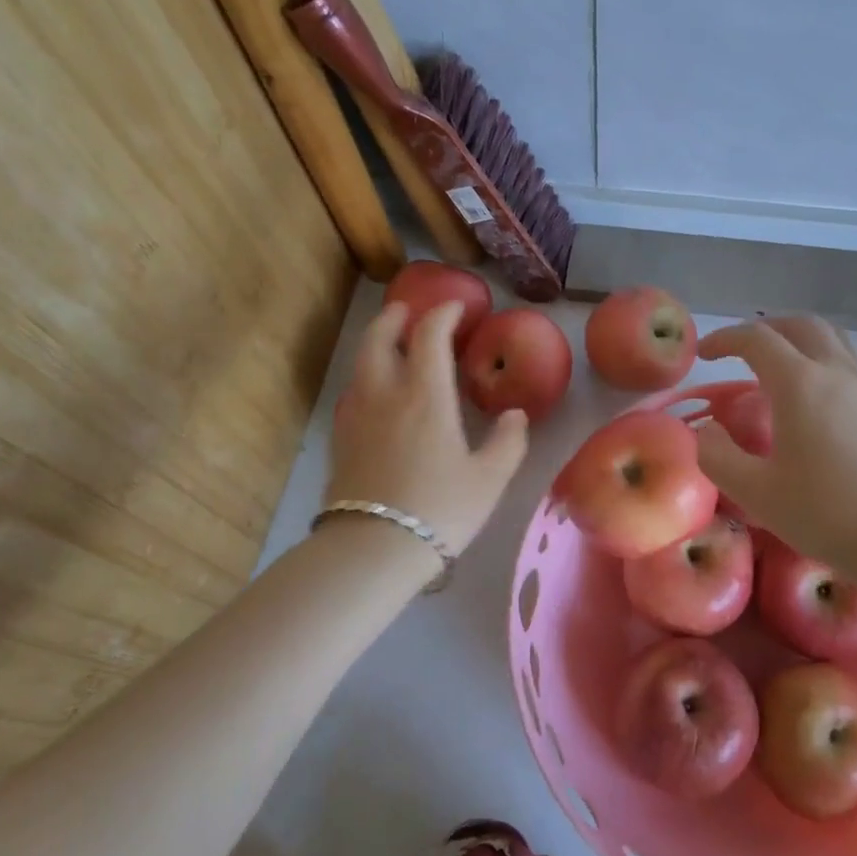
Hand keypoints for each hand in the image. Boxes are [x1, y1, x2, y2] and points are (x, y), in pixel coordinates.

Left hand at [324, 301, 527, 557]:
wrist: (373, 548)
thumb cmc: (440, 509)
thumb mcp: (489, 479)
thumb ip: (508, 442)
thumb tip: (515, 415)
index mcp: (426, 395)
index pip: (429, 335)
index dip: (443, 313)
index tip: (456, 307)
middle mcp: (386, 393)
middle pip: (380, 338)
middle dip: (394, 317)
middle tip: (408, 311)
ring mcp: (357, 415)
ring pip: (361, 363)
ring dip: (376, 343)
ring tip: (391, 343)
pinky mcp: (341, 438)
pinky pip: (353, 391)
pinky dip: (366, 375)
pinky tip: (376, 392)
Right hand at [695, 316, 856, 572]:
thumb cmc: (829, 512)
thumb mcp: (757, 492)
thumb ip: (718, 457)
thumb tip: (705, 432)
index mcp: (799, 383)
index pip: (756, 339)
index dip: (725, 339)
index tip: (704, 354)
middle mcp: (837, 371)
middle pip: (801, 325)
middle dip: (766, 329)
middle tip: (743, 351)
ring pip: (835, 338)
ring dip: (802, 338)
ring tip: (784, 364)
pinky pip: (854, 363)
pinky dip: (828, 360)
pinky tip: (822, 397)